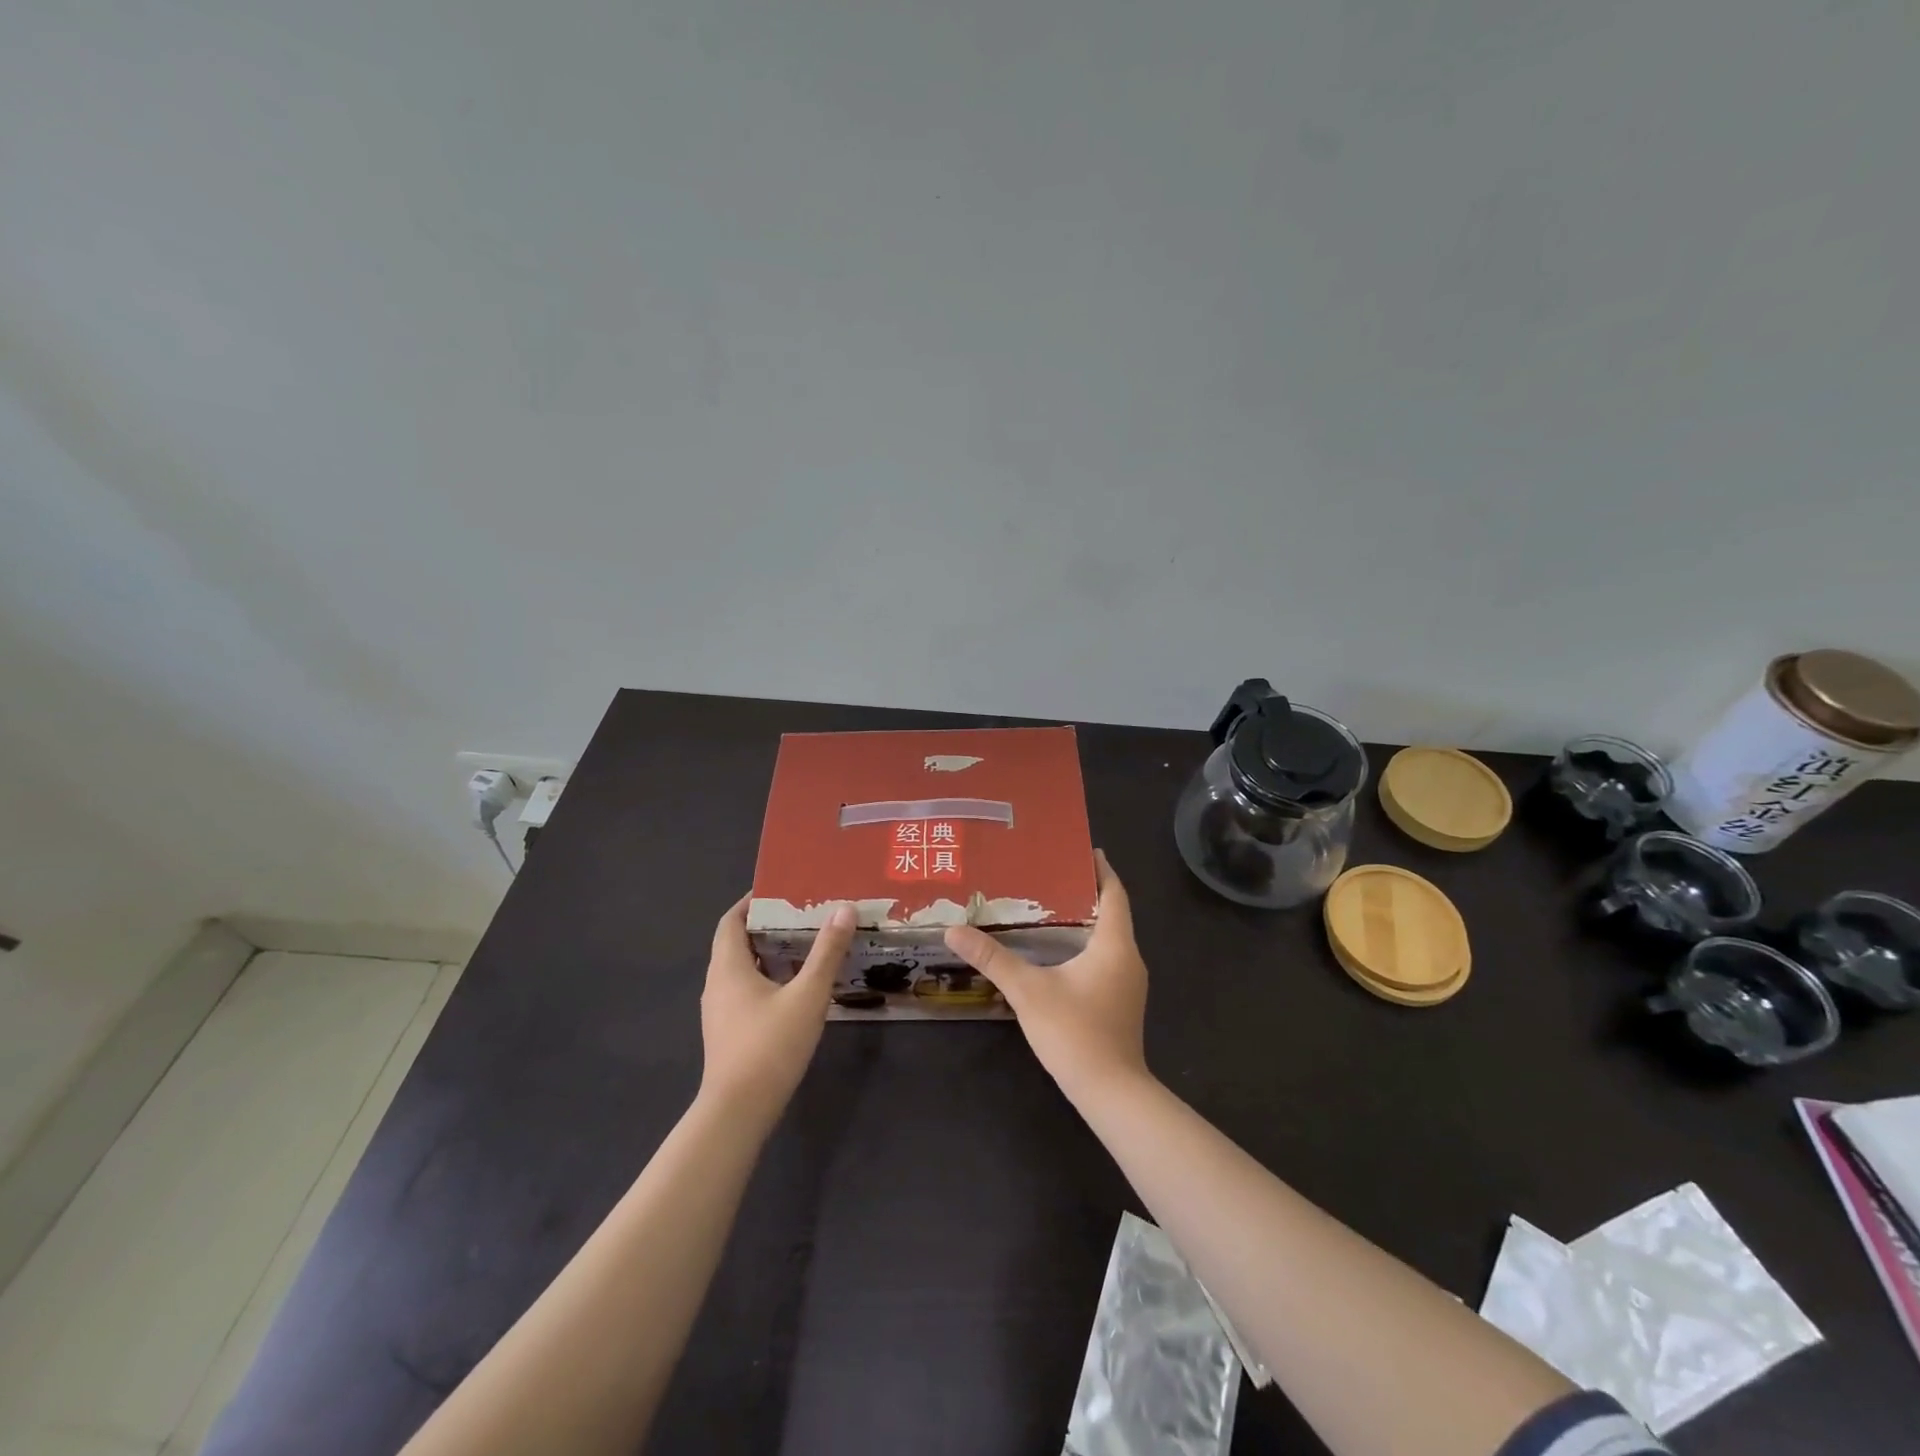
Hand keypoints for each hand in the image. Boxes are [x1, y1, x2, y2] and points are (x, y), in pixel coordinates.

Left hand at [700, 897, 854, 1123]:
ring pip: (743, 969)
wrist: (738, 1112)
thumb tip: (844, 909)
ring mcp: (720, 1011)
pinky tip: (797, 987)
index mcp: (728, 967)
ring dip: (770, 954)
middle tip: (804, 913)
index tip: (780, 890)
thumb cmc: (770, 1046)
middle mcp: (717, 984)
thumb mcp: (808, 995)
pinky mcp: (729, 1032)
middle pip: (737, 943)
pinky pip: (747, 991)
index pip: (731, 920)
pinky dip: (769, 978)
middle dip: (768, 925)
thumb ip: (827, 952)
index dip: (751, 902)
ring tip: (806, 944)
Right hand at [943, 851, 1148, 1097]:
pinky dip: (1086, 945)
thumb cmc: (1075, 1033)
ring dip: (1086, 921)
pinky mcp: (1121, 1002)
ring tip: (1050, 907)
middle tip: (1052, 874)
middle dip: (1086, 892)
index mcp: (1114, 945)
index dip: (1101, 870)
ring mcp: (1128, 983)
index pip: (1114, 894)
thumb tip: (955, 931)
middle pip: (1113, 913)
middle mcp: (1129, 958)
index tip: (1083, 850)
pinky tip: (1058, 951)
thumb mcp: (1028, 991)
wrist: (1111, 1093)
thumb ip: (993, 959)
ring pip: (1109, 938)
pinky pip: (1106, 959)